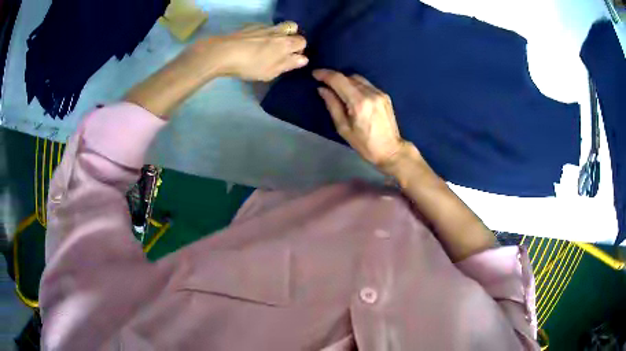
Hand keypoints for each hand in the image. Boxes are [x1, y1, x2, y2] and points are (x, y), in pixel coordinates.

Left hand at [187, 22, 307, 80]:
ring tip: (269, 45)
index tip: (291, 57)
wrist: (224, 52)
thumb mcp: (272, 71)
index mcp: (286, 43)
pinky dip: (264, 33)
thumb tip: (303, 59)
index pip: (302, 42)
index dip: (300, 49)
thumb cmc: (251, 65)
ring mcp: (264, 27)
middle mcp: (278, 31)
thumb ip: (289, 64)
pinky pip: (263, 27)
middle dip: (292, 36)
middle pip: (293, 28)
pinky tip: (254, 42)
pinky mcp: (251, 26)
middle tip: (283, 48)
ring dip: (279, 33)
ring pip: (278, 26)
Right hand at [314, 69, 411, 169]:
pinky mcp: (385, 95)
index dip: (325, 74)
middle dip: (335, 78)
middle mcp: (370, 93)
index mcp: (359, 103)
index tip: (315, 73)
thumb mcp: (343, 128)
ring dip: (346, 81)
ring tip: (338, 90)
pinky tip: (353, 95)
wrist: (391, 150)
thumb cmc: (365, 144)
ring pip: (358, 78)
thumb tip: (322, 89)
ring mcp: (380, 93)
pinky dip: (356, 85)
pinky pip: (366, 84)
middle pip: (348, 76)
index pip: (339, 80)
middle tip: (325, 84)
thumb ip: (332, 105)